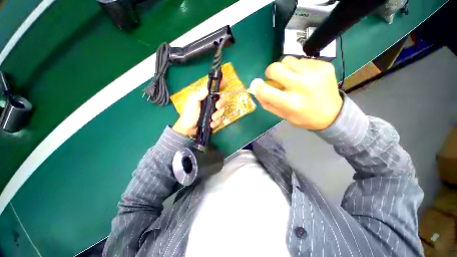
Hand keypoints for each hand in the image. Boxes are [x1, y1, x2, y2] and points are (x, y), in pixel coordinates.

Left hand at [172, 87, 225, 136]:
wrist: (188, 128)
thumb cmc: (188, 114)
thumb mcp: (192, 103)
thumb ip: (198, 95)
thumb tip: (207, 89)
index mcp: (205, 97)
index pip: (214, 90)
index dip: (220, 86)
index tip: (225, 83)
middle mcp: (210, 104)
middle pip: (221, 101)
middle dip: (221, 104)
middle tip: (217, 107)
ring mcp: (212, 112)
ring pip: (221, 111)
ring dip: (218, 115)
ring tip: (212, 119)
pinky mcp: (214, 120)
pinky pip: (219, 120)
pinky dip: (216, 122)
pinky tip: (211, 124)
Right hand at [251, 56, 342, 129]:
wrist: (333, 114)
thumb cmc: (304, 117)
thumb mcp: (283, 116)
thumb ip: (268, 104)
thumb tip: (257, 91)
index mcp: (291, 102)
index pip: (265, 90)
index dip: (257, 87)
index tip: (257, 86)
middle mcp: (302, 86)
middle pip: (275, 68)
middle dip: (270, 72)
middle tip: (275, 78)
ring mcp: (315, 73)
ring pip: (287, 60)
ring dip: (285, 68)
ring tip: (292, 77)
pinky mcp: (324, 65)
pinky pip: (302, 60)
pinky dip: (298, 68)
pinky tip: (305, 76)